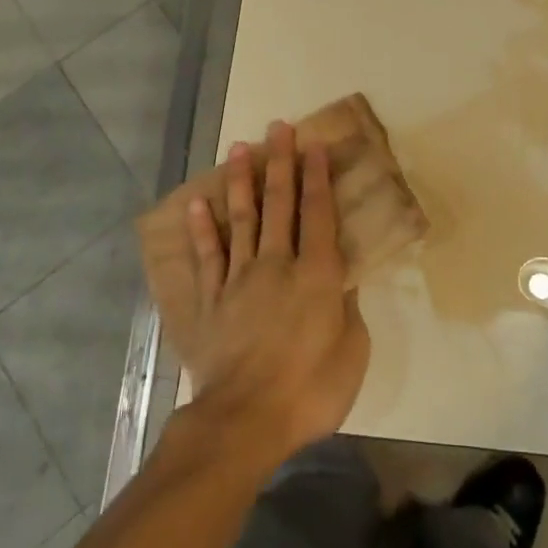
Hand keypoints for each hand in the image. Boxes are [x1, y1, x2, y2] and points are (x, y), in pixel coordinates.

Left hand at [180, 122, 370, 467]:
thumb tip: (342, 282)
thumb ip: (348, 309)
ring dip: (240, 182)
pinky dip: (201, 230)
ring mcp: (239, 279)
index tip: (313, 144)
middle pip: (278, 204)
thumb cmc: (309, 389)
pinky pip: (206, 257)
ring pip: (240, 219)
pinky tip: (197, 205)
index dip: (316, 176)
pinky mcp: (211, 300)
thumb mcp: (351, 353)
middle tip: (277, 127)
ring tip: (238, 148)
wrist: (244, 420)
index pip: (317, 212)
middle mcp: (276, 264)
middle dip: (279, 163)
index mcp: (316, 274)